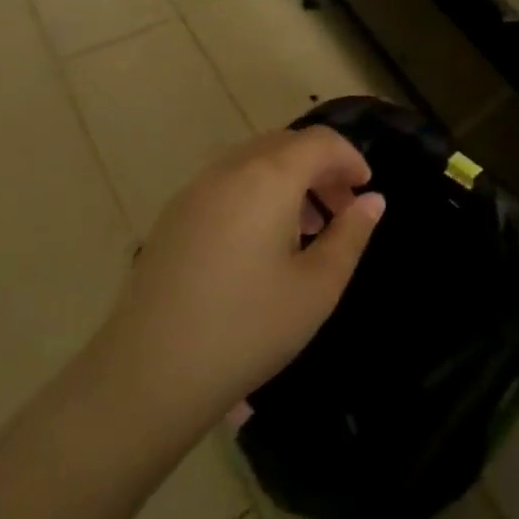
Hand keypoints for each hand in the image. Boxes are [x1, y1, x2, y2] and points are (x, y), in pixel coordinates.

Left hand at [95, 128, 385, 434]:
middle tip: (341, 209)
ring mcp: (194, 191)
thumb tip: (372, 200)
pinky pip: (226, 183)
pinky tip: (261, 242)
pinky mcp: (172, 217)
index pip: (320, 141)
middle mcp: (229, 169)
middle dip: (320, 167)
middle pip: (285, 144)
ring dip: (288, 179)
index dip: (350, 158)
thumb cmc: (246, 328)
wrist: (146, 376)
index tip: (366, 189)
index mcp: (268, 177)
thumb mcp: (317, 287)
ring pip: (254, 161)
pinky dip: (256, 192)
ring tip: (306, 227)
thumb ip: (350, 235)